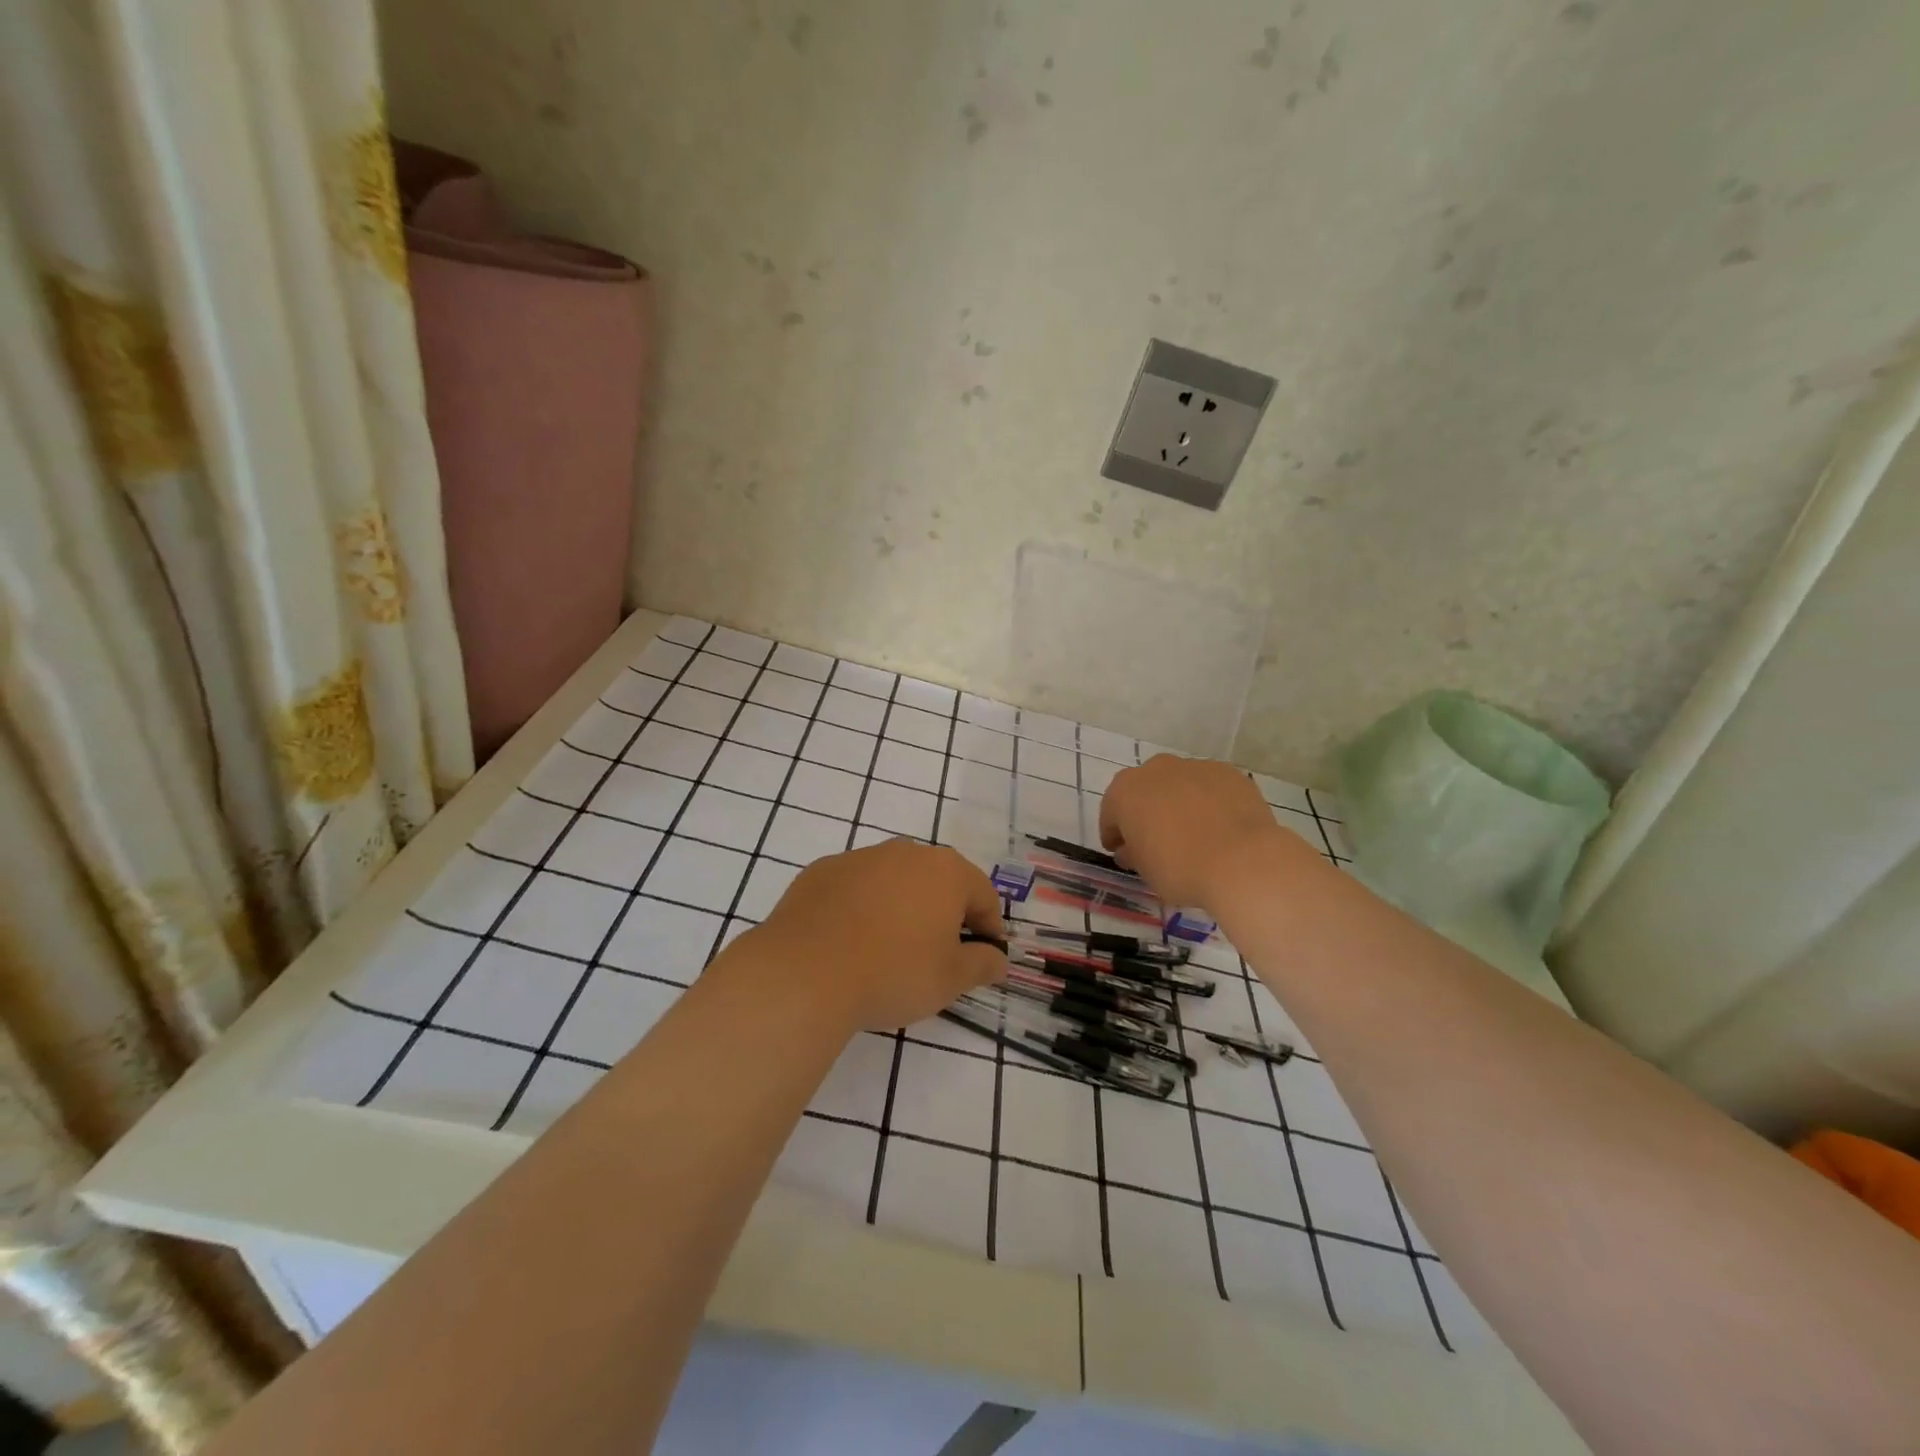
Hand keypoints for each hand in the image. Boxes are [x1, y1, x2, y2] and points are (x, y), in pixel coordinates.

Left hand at [751, 839, 1006, 1031]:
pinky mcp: (821, 871)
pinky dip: (861, 908)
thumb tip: (997, 958)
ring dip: (901, 908)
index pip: (983, 896)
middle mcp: (905, 852)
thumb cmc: (893, 973)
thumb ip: (983, 964)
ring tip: (889, 950)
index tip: (983, 958)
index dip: (989, 928)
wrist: (804, 973)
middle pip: (938, 882)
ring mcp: (860, 858)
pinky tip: (850, 942)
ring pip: (894, 881)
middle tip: (938, 956)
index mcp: (945, 871)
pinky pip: (855, 888)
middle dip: (944, 914)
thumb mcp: (951, 979)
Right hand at [1100, 755, 1307, 909]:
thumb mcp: (1145, 870)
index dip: (1114, 833)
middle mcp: (1156, 769)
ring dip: (1179, 804)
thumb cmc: (1179, 867)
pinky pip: (1210, 788)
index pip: (1111, 813)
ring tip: (1193, 833)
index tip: (1120, 851)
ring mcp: (1195, 767)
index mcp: (1125, 791)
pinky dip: (1209, 803)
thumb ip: (1132, 853)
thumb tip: (1130, 849)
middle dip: (1146, 811)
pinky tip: (1219, 827)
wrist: (1242, 860)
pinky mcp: (1228, 773)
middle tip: (1155, 840)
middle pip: (1144, 791)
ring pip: (1179, 785)